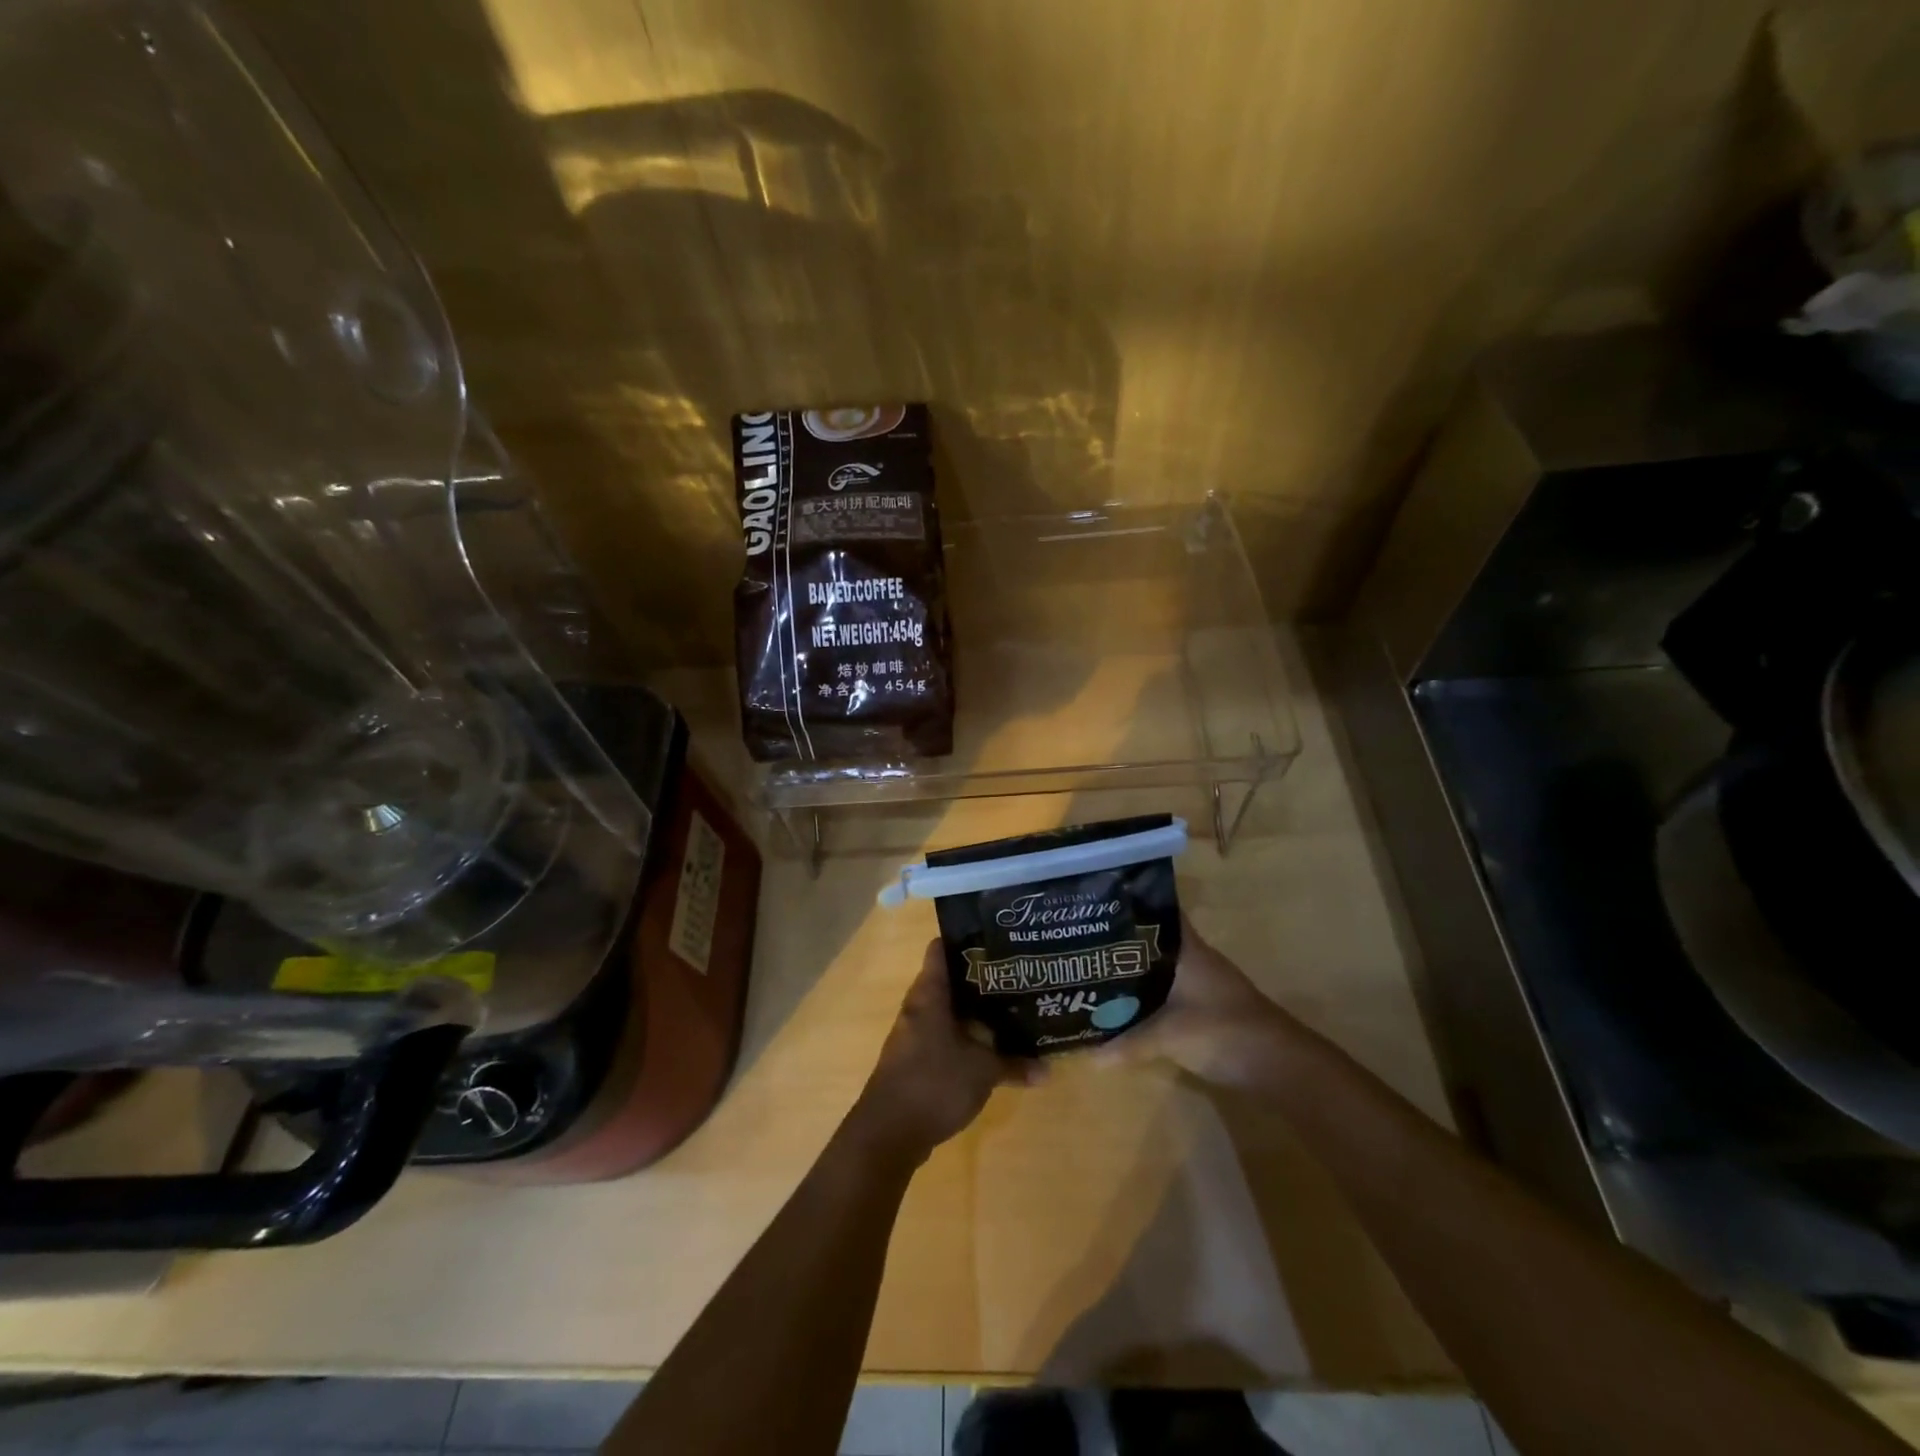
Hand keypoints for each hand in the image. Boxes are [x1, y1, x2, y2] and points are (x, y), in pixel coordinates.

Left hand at [849, 940, 1042, 1165]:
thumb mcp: (983, 1071)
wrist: (889, 1133)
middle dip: (979, 979)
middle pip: (949, 981)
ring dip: (973, 1011)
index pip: (941, 949)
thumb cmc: (934, 1083)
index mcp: (929, 994)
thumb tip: (1047, 1069)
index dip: (966, 940)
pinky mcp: (914, 1059)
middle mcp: (918, 1007)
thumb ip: (1014, 1064)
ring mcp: (913, 1033)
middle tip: (1014, 975)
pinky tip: (990, 1045)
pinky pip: (943, 1036)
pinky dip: (964, 1037)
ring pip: (947, 1010)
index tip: (995, 939)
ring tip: (1010, 1007)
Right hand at [1098, 916, 1295, 1087]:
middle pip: (1152, 945)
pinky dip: (1147, 999)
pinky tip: (1124, 1008)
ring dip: (1133, 974)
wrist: (1279, 1066)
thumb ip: (1128, 1043)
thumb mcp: (1169, 1036)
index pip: (1158, 914)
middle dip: (1121, 945)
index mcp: (1188, 950)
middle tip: (1083, 945)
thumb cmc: (1223, 1031)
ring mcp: (1202, 986)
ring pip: (1159, 971)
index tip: (1096, 907)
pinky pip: (1167, 996)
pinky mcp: (1205, 1011)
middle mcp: (1194, 961)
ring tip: (1094, 975)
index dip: (1131, 907)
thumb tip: (1088, 1054)